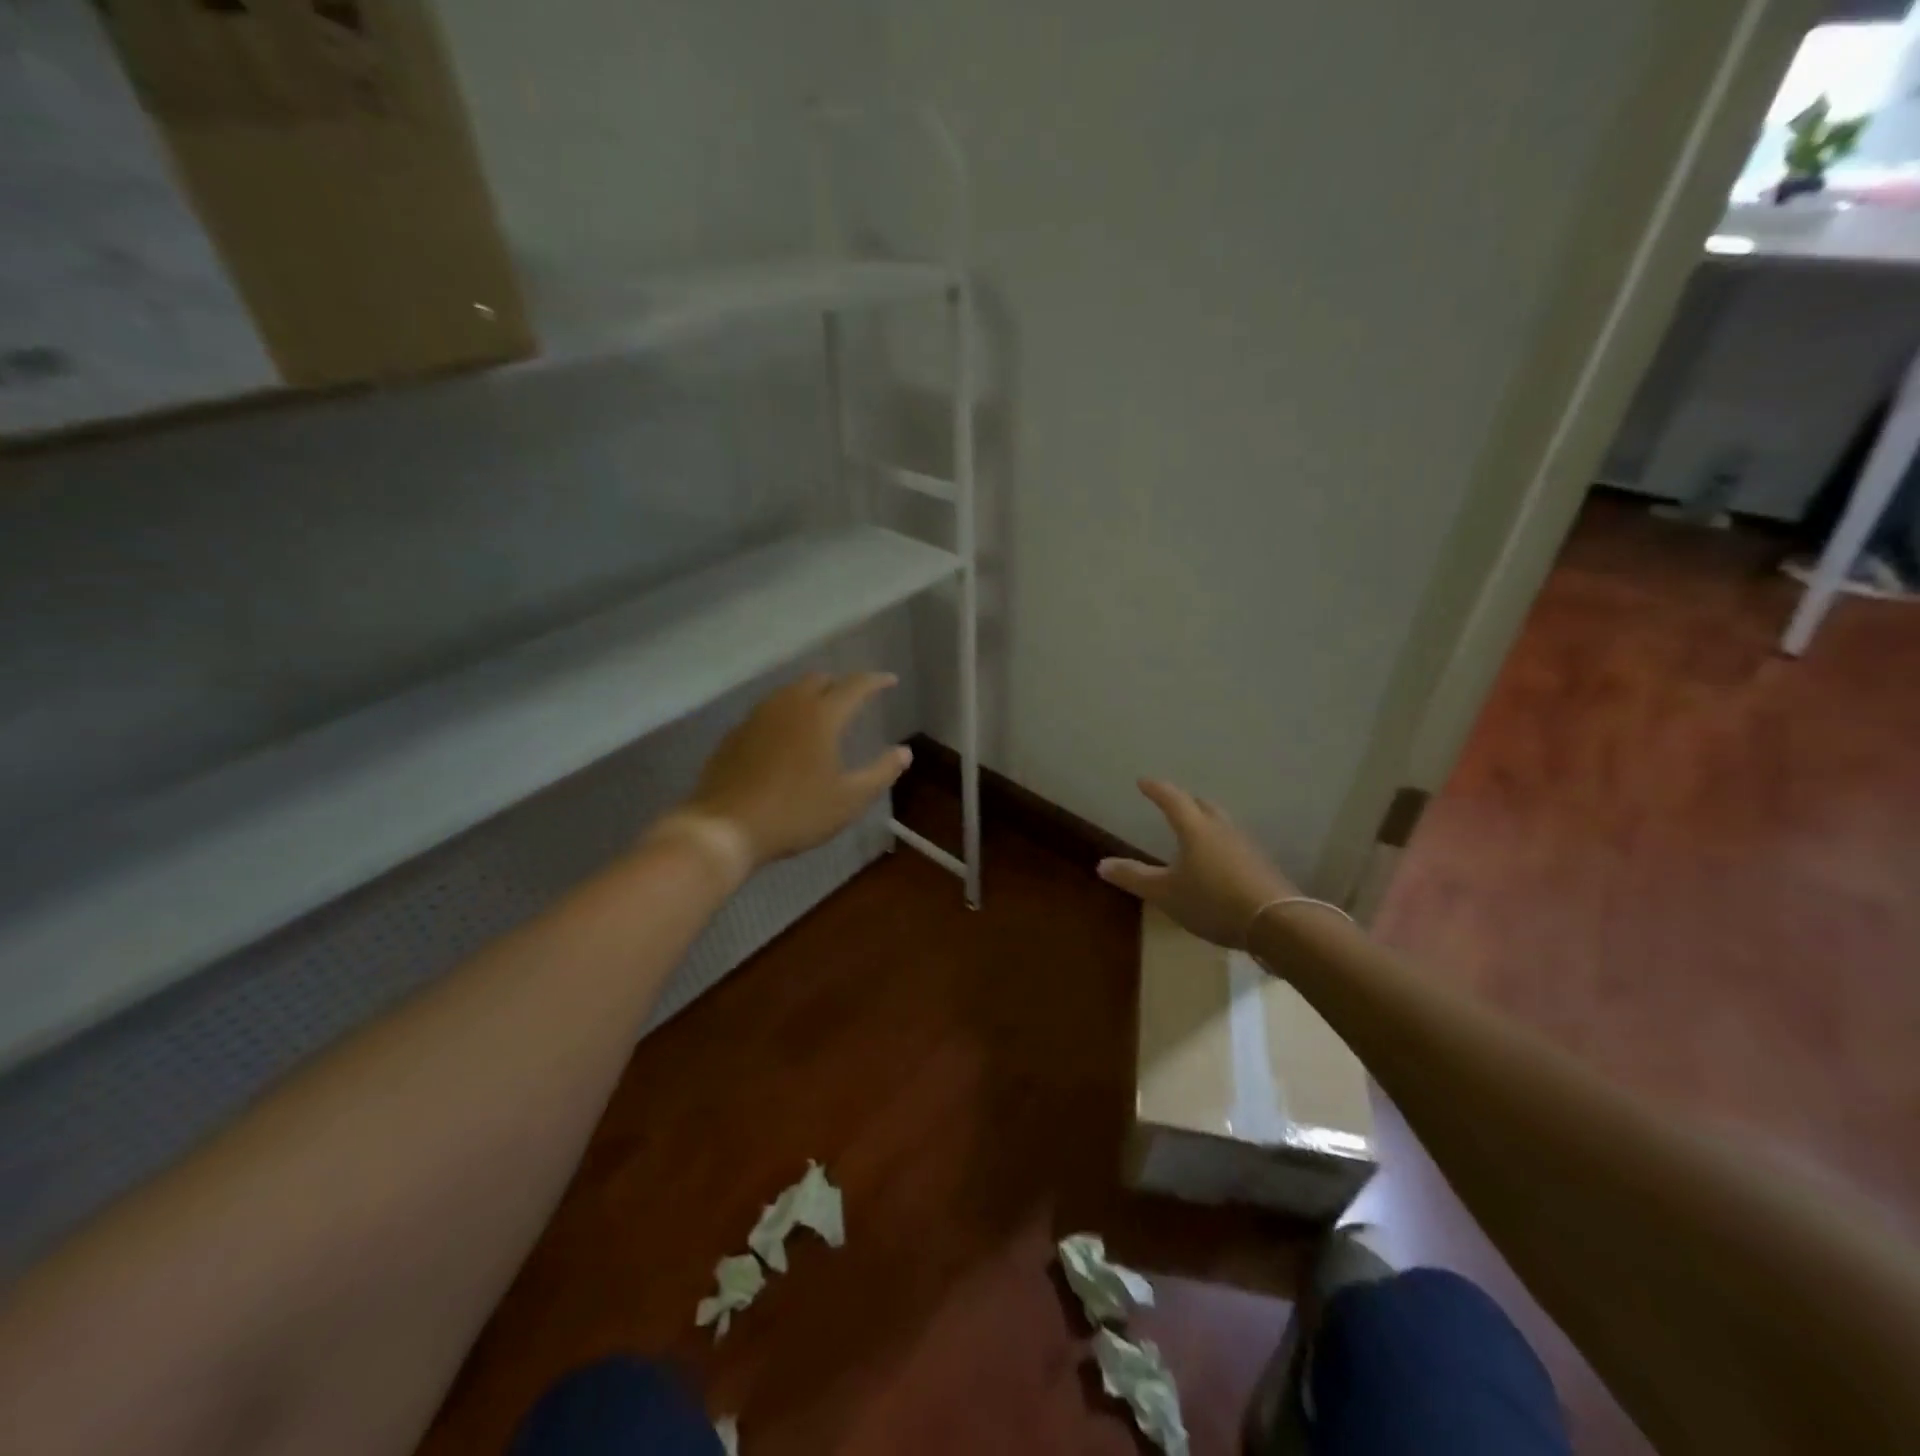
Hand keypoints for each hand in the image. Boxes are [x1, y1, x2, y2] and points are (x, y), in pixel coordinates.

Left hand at [671, 672, 910, 872]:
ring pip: (790, 692)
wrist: (726, 827)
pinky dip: (786, 714)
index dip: (875, 681)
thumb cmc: (796, 813)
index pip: (854, 686)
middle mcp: (789, 705)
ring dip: (811, 696)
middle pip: (819, 680)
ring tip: (822, 714)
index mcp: (821, 716)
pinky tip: (787, 737)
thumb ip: (881, 772)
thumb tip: (904, 752)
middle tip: (855, 699)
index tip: (890, 681)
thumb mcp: (849, 799)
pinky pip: (769, 711)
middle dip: (840, 684)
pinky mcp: (736, 733)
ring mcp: (757, 717)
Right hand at [1097, 779, 1297, 947]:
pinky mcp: (1262, 865)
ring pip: (1222, 824)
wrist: (1277, 922)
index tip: (1144, 782)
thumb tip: (1101, 864)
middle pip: (1202, 806)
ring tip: (1196, 830)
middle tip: (1173, 803)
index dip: (1156, 789)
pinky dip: (1222, 844)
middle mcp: (1222, 829)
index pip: (1172, 799)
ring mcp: (1246, 846)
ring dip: (1207, 822)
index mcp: (1195, 829)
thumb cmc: (1213, 901)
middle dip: (1186, 802)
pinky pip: (1236, 845)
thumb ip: (1135, 877)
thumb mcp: (1166, 893)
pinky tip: (1221, 861)